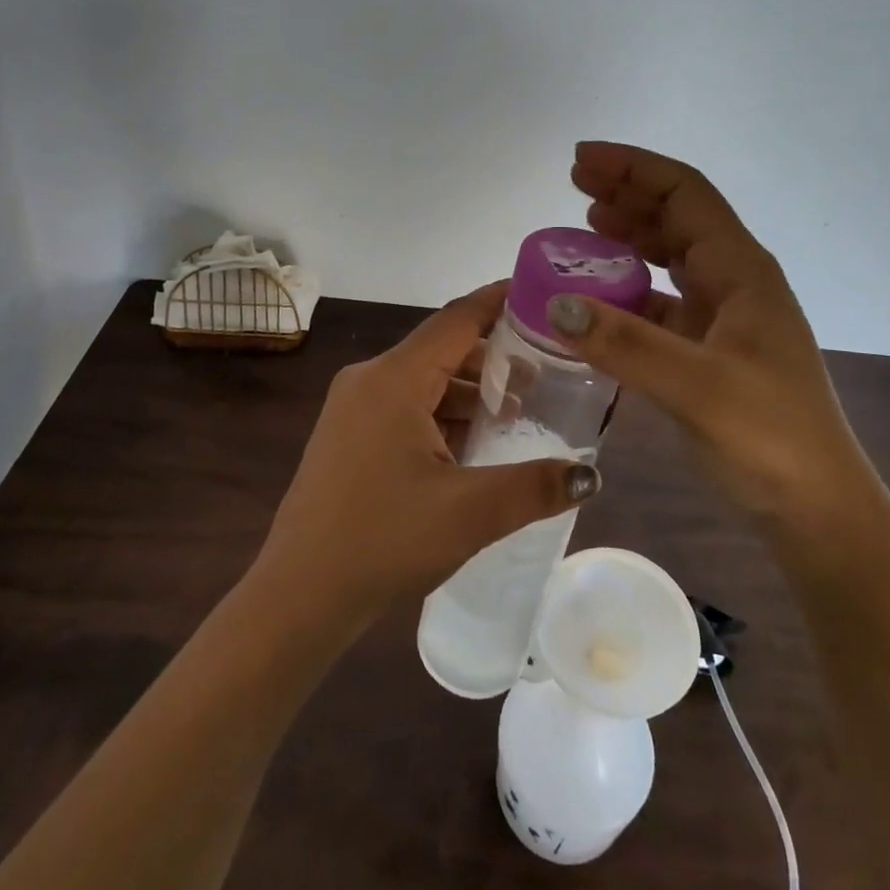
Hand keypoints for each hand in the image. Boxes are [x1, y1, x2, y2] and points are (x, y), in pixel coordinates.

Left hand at [253, 282, 600, 628]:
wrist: (298, 596)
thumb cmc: (383, 540)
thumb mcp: (469, 512)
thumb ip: (534, 487)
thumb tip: (590, 475)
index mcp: (394, 379)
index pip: (457, 319)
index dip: (499, 302)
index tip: (540, 293)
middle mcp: (369, 379)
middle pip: (442, 349)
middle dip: (493, 357)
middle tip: (545, 370)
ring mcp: (353, 408)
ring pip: (423, 381)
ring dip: (469, 392)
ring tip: (517, 411)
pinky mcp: (348, 435)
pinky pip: (404, 406)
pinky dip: (442, 414)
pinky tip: (471, 444)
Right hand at [547, 142, 889, 563]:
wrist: (818, 512)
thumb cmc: (770, 440)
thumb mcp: (697, 388)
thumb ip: (626, 344)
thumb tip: (555, 304)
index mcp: (742, 271)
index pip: (685, 193)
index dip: (633, 168)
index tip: (581, 161)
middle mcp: (736, 282)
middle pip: (678, 216)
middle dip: (627, 192)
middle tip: (574, 184)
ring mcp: (726, 317)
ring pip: (671, 256)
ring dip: (630, 233)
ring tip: (586, 223)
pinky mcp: (712, 350)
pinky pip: (664, 301)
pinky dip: (630, 288)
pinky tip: (602, 297)